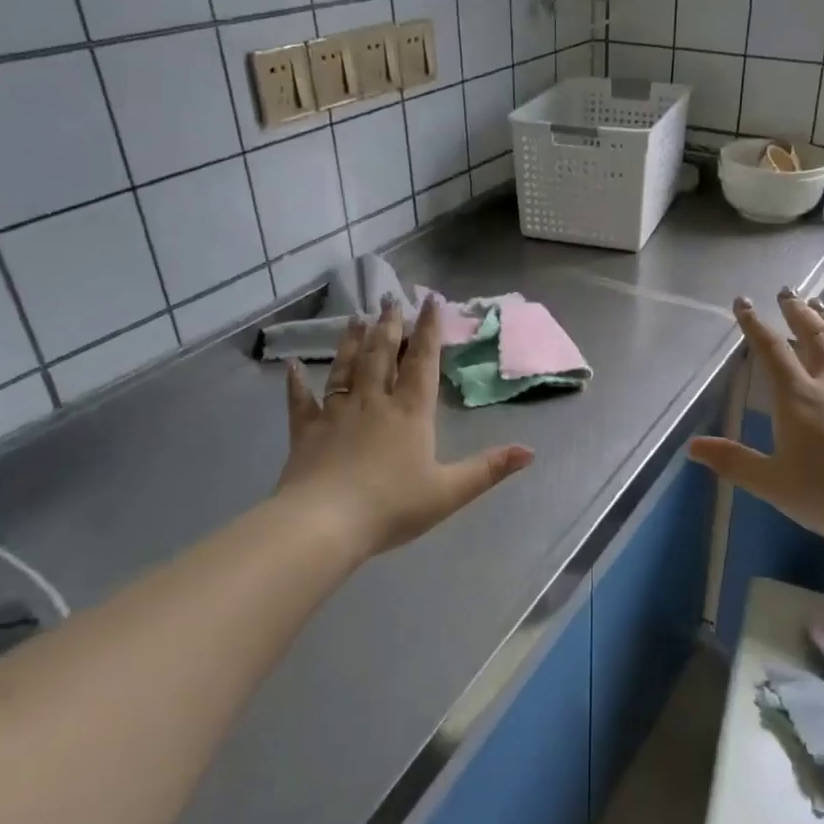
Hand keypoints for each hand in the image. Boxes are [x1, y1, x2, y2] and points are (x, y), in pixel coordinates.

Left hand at [276, 296, 534, 562]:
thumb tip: (531, 451)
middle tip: (390, 299)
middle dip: (389, 326)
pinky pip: (302, 401)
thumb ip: (489, 468)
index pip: (422, 362)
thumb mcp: (449, 491)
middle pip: (382, 355)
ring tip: (356, 317)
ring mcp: (336, 413)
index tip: (431, 301)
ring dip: (352, 342)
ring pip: (346, 368)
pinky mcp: (307, 431)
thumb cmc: (392, 507)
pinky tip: (293, 365)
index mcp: (410, 413)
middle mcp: (374, 402)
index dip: (429, 330)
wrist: (325, 523)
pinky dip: (297, 382)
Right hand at [687, 290, 823, 558]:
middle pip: (814, 336)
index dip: (755, 325)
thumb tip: (692, 446)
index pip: (771, 350)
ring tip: (822, 305)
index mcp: (799, 397)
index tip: (744, 303)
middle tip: (788, 292)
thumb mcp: (773, 483)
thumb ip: (733, 461)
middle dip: (797, 312)